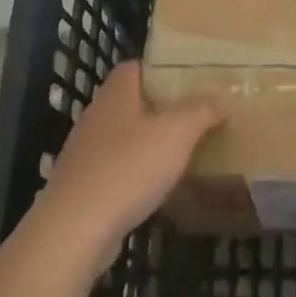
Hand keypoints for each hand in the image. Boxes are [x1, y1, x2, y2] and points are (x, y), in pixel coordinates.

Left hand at [26, 60, 221, 273]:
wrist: (76, 229)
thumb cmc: (129, 167)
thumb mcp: (177, 132)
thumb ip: (201, 111)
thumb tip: (219, 99)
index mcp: (116, 94)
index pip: (135, 67)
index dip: (161, 69)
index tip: (189, 81)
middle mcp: (97, 117)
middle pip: (132, 103)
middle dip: (162, 109)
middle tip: (196, 116)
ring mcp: (86, 153)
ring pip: (126, 137)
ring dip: (151, 143)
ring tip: (184, 152)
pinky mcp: (84, 186)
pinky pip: (118, 169)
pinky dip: (139, 174)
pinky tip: (159, 188)